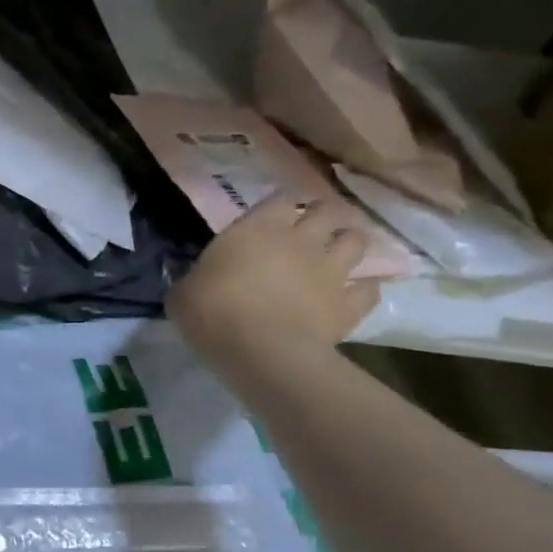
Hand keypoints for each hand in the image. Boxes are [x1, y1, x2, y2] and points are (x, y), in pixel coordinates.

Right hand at [167, 195, 378, 370]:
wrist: (261, 352)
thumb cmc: (213, 314)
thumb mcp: (183, 295)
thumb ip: (192, 280)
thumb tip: (193, 281)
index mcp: (257, 228)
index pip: (279, 199)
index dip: (280, 206)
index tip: (275, 216)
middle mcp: (300, 240)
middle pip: (328, 211)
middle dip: (325, 215)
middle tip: (316, 227)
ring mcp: (330, 271)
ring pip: (357, 241)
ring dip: (351, 243)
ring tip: (342, 252)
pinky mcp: (348, 305)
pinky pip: (369, 290)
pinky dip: (366, 289)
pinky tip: (357, 294)